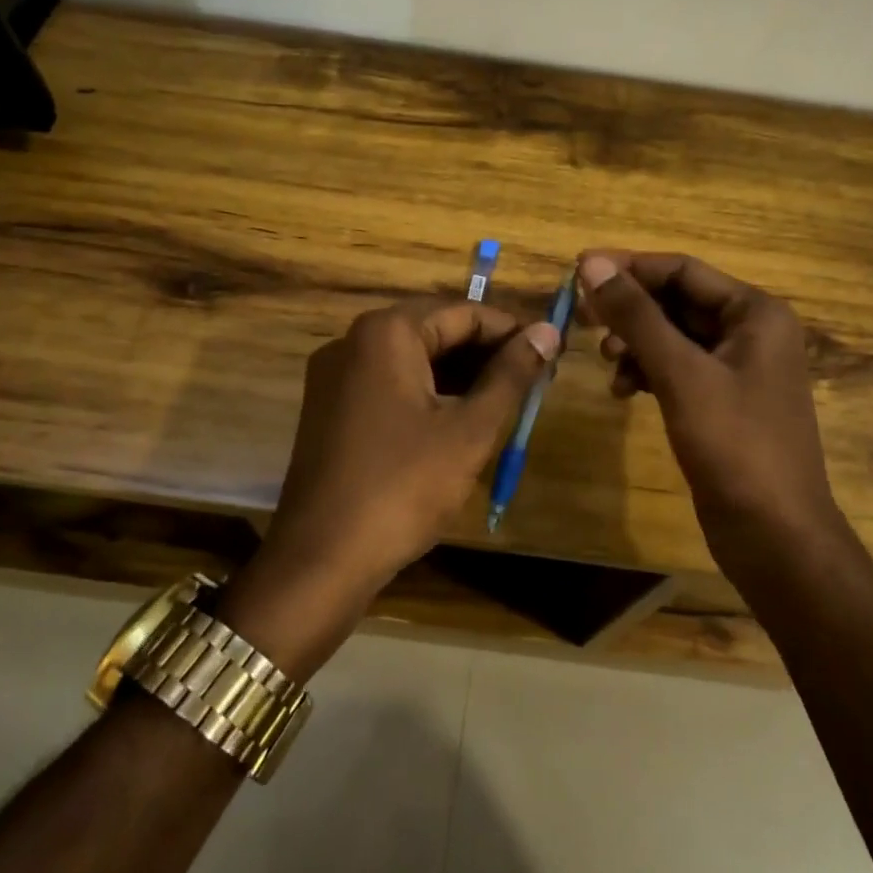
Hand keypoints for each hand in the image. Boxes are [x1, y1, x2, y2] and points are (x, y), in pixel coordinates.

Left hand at [225, 298, 559, 674]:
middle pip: (436, 330)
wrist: (321, 560)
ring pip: (413, 359)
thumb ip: (511, 375)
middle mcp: (353, 340)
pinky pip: (389, 383)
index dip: (513, 332)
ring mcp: (335, 375)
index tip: (551, 356)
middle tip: (533, 382)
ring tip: (506, 401)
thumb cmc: (403, 487)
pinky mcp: (329, 408)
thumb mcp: (469, 430)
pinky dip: (427, 393)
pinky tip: (459, 419)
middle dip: (486, 354)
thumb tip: (549, 331)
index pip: (465, 312)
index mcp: (386, 332)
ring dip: (460, 375)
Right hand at [577, 251, 841, 573]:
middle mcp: (751, 332)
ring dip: (635, 343)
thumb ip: (636, 316)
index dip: (629, 267)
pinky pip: (677, 370)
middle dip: (629, 309)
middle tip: (582, 318)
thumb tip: (591, 263)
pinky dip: (648, 373)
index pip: (682, 270)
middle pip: (677, 301)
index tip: (578, 271)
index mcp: (755, 313)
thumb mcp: (681, 373)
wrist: (774, 535)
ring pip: (673, 337)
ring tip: (606, 361)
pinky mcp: (722, 402)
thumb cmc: (734, 445)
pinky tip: (623, 392)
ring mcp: (738, 369)